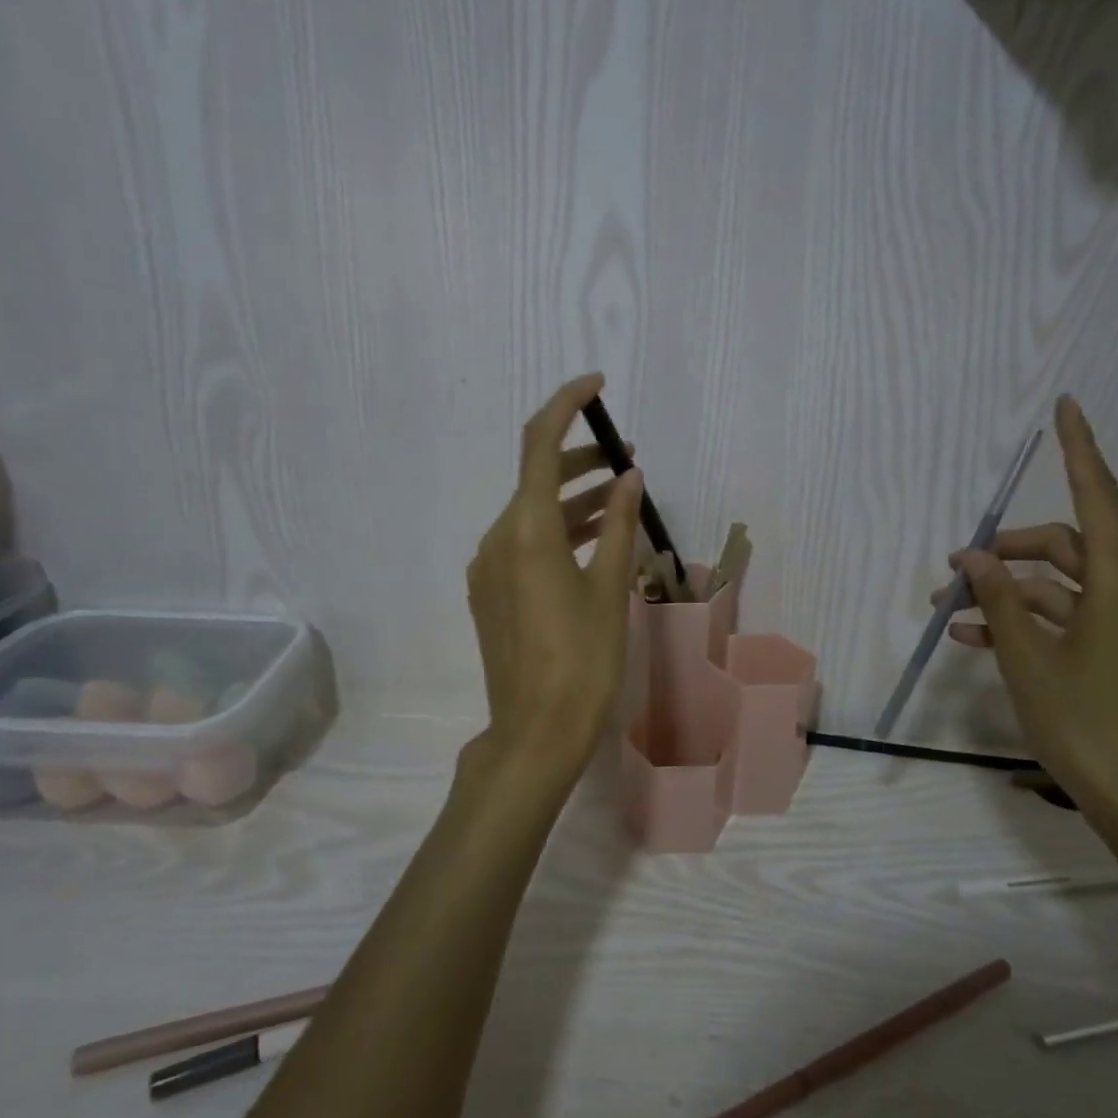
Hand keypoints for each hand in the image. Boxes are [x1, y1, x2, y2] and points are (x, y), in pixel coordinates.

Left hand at [464, 374, 644, 793]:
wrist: (535, 732)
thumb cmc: (583, 660)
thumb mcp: (609, 587)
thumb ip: (617, 524)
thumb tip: (629, 476)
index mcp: (526, 530)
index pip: (540, 443)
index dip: (566, 404)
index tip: (597, 385)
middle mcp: (497, 539)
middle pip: (536, 478)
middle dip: (579, 458)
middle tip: (626, 457)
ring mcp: (488, 568)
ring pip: (531, 514)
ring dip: (571, 498)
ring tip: (618, 496)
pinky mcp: (490, 594)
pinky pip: (523, 544)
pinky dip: (557, 531)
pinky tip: (591, 541)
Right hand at [941, 396, 1117, 851]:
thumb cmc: (1087, 724)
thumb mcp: (1028, 659)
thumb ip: (998, 601)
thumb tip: (973, 555)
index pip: (1097, 498)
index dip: (1079, 449)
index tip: (1068, 406)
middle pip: (1064, 546)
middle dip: (1006, 551)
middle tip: (952, 569)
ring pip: (1055, 588)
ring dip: (1003, 593)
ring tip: (946, 610)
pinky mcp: (1112, 656)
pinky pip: (1060, 621)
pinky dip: (1020, 623)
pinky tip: (972, 639)